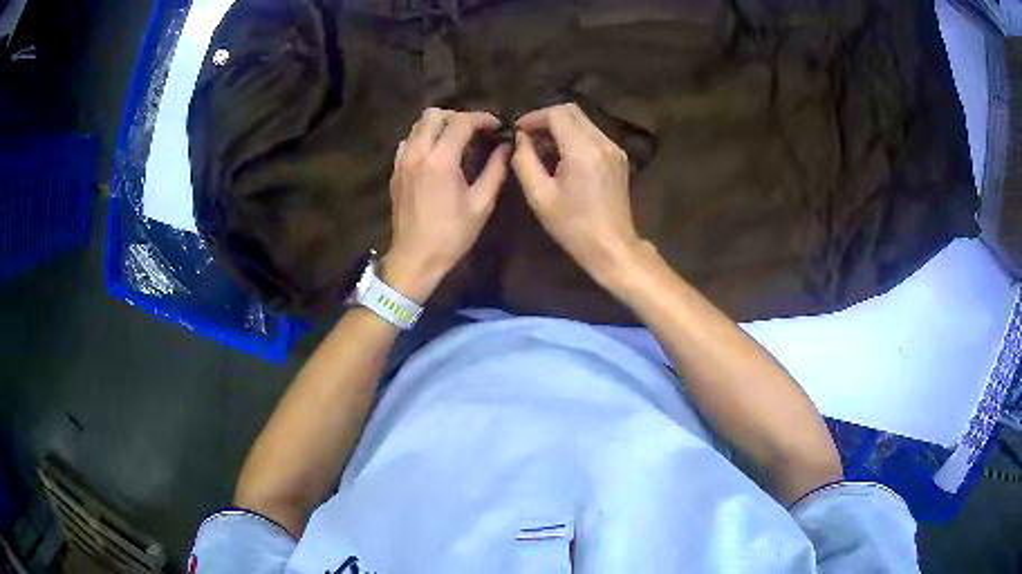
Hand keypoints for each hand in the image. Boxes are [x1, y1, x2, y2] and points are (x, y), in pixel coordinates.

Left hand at [386, 108, 509, 301]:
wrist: (415, 258)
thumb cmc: (451, 235)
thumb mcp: (481, 204)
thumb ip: (495, 170)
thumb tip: (505, 147)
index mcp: (440, 160)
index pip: (461, 122)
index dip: (482, 119)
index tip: (497, 127)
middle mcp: (417, 153)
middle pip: (433, 114)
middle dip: (457, 117)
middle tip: (474, 132)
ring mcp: (402, 161)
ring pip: (418, 125)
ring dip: (438, 126)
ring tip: (456, 141)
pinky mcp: (395, 171)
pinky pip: (408, 142)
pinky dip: (423, 139)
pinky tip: (435, 155)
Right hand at [512, 103, 643, 287]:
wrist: (612, 247)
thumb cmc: (573, 226)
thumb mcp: (540, 196)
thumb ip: (524, 161)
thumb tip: (520, 139)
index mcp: (583, 150)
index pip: (557, 113)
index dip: (534, 117)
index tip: (518, 131)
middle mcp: (602, 142)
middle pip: (572, 110)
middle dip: (547, 118)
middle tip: (528, 137)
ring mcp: (614, 148)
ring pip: (583, 121)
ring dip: (560, 127)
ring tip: (542, 148)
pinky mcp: (619, 157)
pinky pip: (593, 134)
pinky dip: (574, 136)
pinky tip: (562, 156)